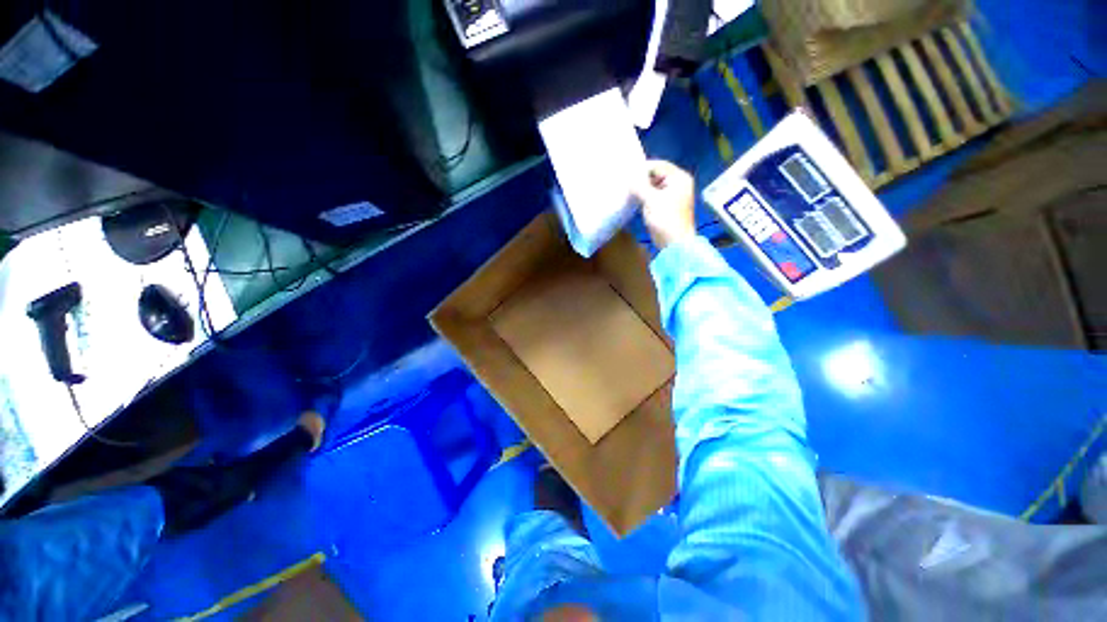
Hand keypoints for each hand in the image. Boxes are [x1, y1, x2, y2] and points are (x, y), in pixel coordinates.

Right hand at [632, 161, 696, 249]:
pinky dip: (646, 197)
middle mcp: (679, 183)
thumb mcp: (650, 200)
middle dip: (642, 179)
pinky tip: (635, 200)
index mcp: (679, 178)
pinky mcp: (668, 206)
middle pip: (657, 175)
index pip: (658, 165)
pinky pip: (655, 196)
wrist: (675, 243)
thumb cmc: (665, 219)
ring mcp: (674, 195)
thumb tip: (629, 178)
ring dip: (643, 189)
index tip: (626, 174)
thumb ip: (639, 186)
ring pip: (655, 186)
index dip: (642, 169)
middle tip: (626, 183)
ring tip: (628, 191)